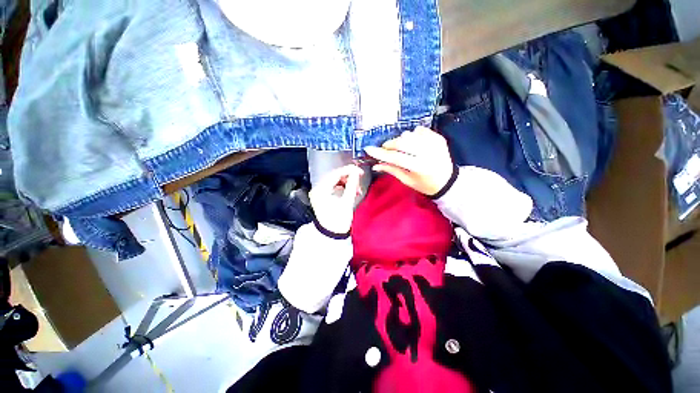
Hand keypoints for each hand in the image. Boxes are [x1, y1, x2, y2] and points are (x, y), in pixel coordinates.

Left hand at [309, 164, 363, 234]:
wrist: (332, 236)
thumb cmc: (338, 221)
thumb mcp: (347, 202)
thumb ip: (352, 185)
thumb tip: (356, 172)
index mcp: (320, 190)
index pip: (335, 174)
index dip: (348, 171)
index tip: (359, 171)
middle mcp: (317, 189)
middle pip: (334, 177)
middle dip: (348, 177)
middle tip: (359, 180)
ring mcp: (319, 193)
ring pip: (335, 181)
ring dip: (347, 183)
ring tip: (357, 189)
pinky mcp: (323, 197)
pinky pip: (334, 187)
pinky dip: (343, 187)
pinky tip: (351, 191)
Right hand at [364, 127, 454, 195]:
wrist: (447, 181)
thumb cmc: (425, 185)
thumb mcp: (407, 180)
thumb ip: (392, 170)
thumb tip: (375, 165)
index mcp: (419, 167)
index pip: (395, 157)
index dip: (380, 153)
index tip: (368, 149)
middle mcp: (427, 153)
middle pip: (401, 142)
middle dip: (390, 144)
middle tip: (386, 149)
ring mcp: (434, 143)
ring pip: (409, 134)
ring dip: (401, 140)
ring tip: (402, 148)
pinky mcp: (439, 138)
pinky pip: (419, 130)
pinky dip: (413, 135)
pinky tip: (414, 144)